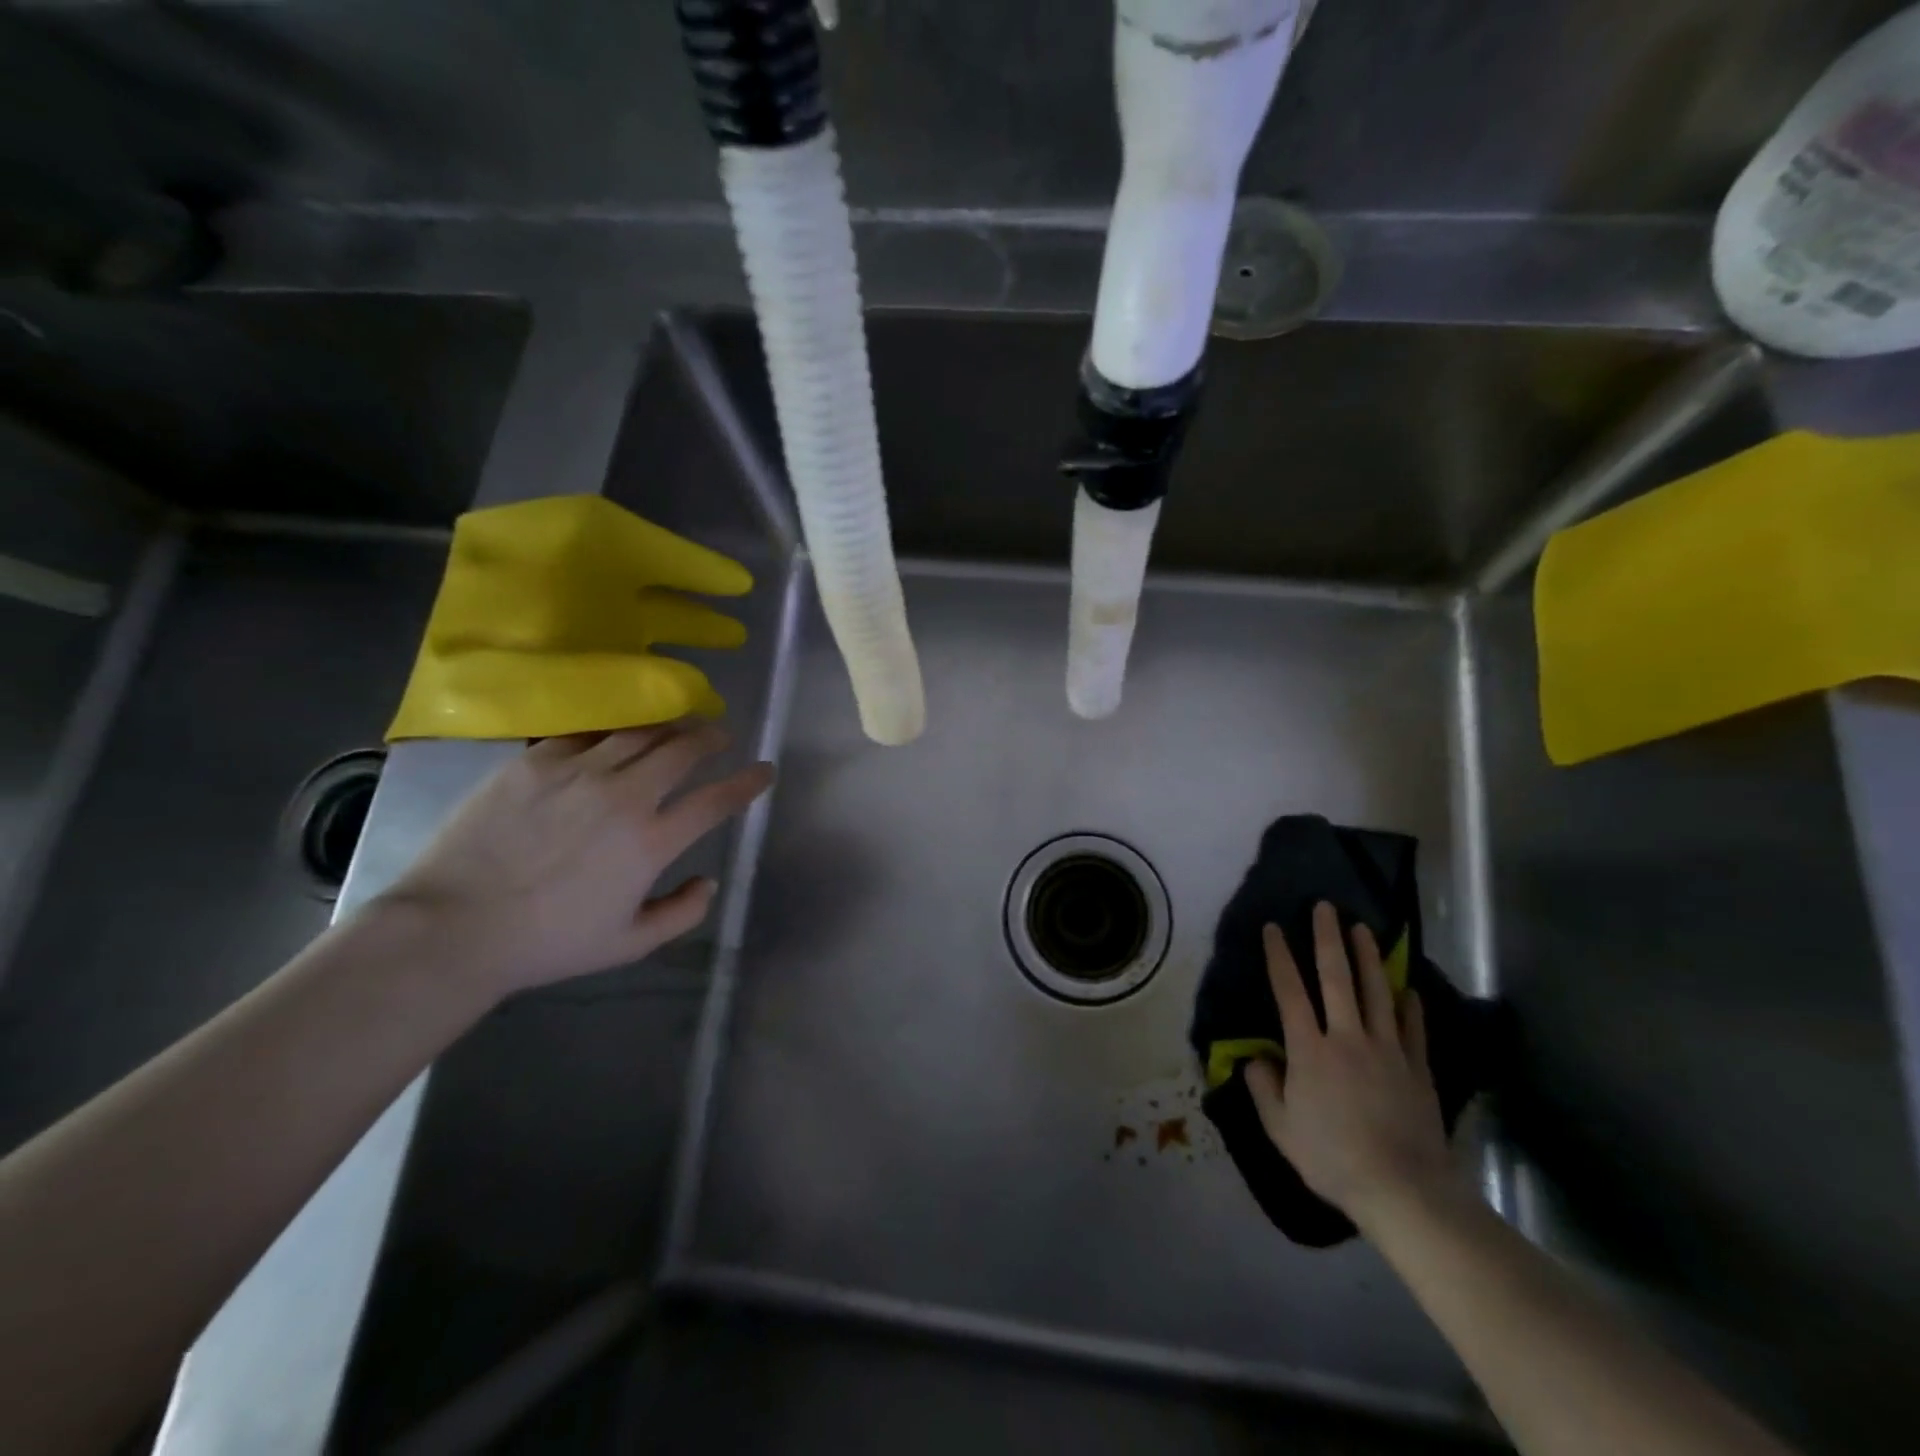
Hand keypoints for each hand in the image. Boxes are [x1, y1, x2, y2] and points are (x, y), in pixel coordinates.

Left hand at [375, 722, 773, 997]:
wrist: (453, 926)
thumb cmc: (548, 942)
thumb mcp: (628, 944)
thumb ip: (681, 913)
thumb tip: (709, 882)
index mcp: (651, 842)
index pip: (716, 800)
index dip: (748, 782)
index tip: (764, 770)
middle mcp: (624, 796)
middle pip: (682, 750)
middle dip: (711, 737)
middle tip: (720, 735)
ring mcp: (578, 772)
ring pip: (639, 732)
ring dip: (669, 725)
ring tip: (677, 724)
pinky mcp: (536, 761)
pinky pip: (586, 733)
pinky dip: (612, 730)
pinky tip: (615, 734)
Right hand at [1244, 902, 1454, 1230]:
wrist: (1403, 1189)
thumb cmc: (1332, 1158)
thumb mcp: (1280, 1128)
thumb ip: (1263, 1088)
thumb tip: (1256, 1058)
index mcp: (1309, 1050)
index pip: (1289, 991)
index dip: (1279, 956)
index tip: (1273, 927)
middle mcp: (1347, 1037)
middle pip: (1336, 978)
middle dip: (1328, 938)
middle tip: (1326, 907)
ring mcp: (1386, 1050)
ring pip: (1376, 992)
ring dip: (1368, 957)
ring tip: (1363, 929)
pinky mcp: (1416, 1068)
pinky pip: (1412, 1027)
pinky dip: (1408, 1004)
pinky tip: (1407, 988)